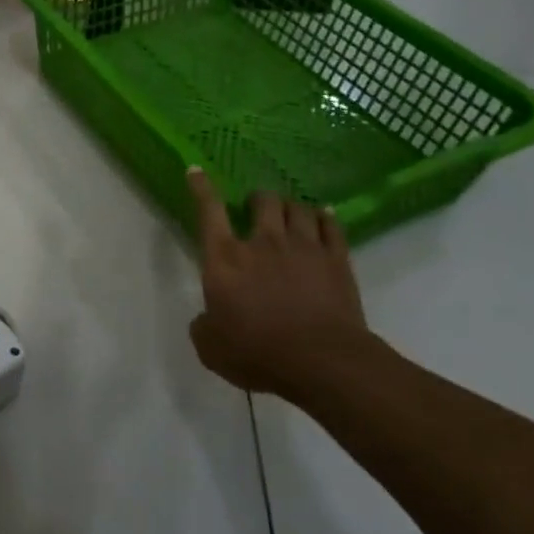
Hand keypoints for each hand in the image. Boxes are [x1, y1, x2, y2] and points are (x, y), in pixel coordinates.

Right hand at [187, 168, 380, 399]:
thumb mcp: (211, 347)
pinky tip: (322, 217)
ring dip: (290, 207)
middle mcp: (263, 243)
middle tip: (256, 209)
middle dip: (258, 199)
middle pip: (263, 200)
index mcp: (225, 259)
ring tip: (289, 214)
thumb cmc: (258, 354)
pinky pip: (331, 224)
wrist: (323, 362)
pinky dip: (324, 217)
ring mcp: (303, 247)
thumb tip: (207, 317)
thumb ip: (203, 325)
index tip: (197, 170)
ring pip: (297, 207)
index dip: (202, 187)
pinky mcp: (336, 259)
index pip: (209, 210)